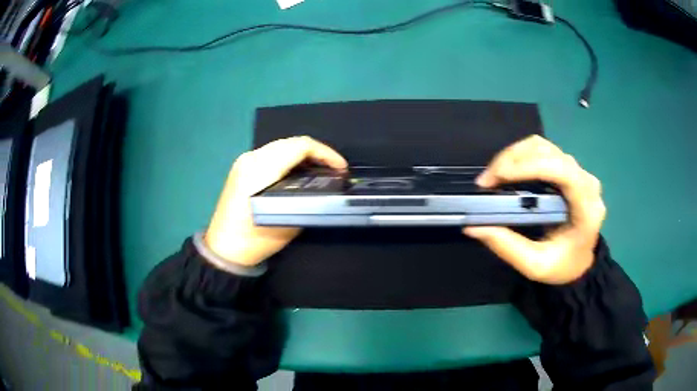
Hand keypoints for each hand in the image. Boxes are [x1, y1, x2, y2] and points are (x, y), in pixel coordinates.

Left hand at [205, 136, 346, 266]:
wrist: (223, 249)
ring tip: (320, 171)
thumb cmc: (254, 240)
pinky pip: (271, 154)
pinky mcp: (241, 168)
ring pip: (281, 146)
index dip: (325, 153)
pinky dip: (289, 159)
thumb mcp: (288, 223)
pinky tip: (299, 173)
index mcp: (260, 169)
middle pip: (290, 142)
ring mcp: (243, 161)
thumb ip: (307, 199)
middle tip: (333, 169)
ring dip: (302, 154)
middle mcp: (251, 158)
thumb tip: (324, 188)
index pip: (299, 146)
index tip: (341, 168)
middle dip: (316, 152)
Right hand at [463, 135, 605, 284]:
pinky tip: (508, 171)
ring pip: (543, 146)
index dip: (528, 167)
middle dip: (512, 161)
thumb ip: (508, 247)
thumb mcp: (535, 266)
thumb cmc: (562, 266)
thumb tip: (473, 227)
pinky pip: (542, 150)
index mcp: (586, 207)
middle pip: (548, 153)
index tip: (496, 179)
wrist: (580, 261)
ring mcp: (578, 171)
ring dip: (514, 155)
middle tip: (485, 183)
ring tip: (494, 176)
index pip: (561, 171)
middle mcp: (586, 182)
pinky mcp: (568, 167)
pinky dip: (520, 155)